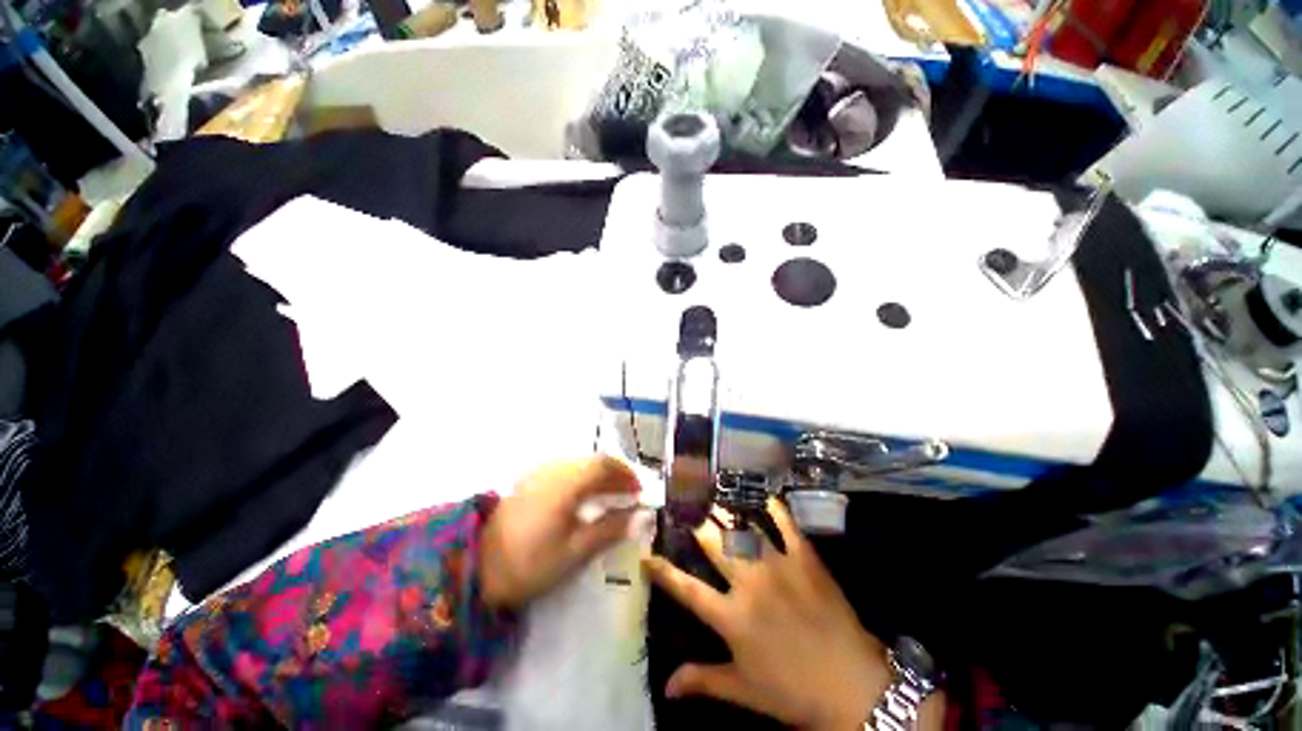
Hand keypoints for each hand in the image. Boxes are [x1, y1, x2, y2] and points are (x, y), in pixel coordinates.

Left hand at [481, 456, 641, 608]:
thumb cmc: (530, 563)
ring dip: (600, 475)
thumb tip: (642, 516)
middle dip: (616, 475)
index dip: (627, 475)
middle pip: (594, 461)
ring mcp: (540, 471)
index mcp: (567, 482)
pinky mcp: (530, 480)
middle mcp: (555, 468)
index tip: (640, 493)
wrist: (474, 567)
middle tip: (629, 495)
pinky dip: (583, 478)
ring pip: (580, 464)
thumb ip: (611, 529)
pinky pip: (566, 470)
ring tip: (611, 496)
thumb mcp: (575, 552)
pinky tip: (584, 497)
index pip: (606, 465)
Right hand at [642, 499, 888, 730]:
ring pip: (742, 528)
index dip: (662, 570)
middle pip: (712, 543)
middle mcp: (748, 583)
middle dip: (696, 526)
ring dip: (725, 511)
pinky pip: (785, 523)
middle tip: (688, 513)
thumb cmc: (793, 692)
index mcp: (730, 617)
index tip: (645, 553)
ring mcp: (778, 566)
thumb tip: (666, 687)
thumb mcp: (744, 690)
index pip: (685, 588)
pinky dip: (773, 507)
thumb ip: (702, 681)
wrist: (855, 687)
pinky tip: (763, 496)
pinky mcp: (805, 558)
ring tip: (713, 499)